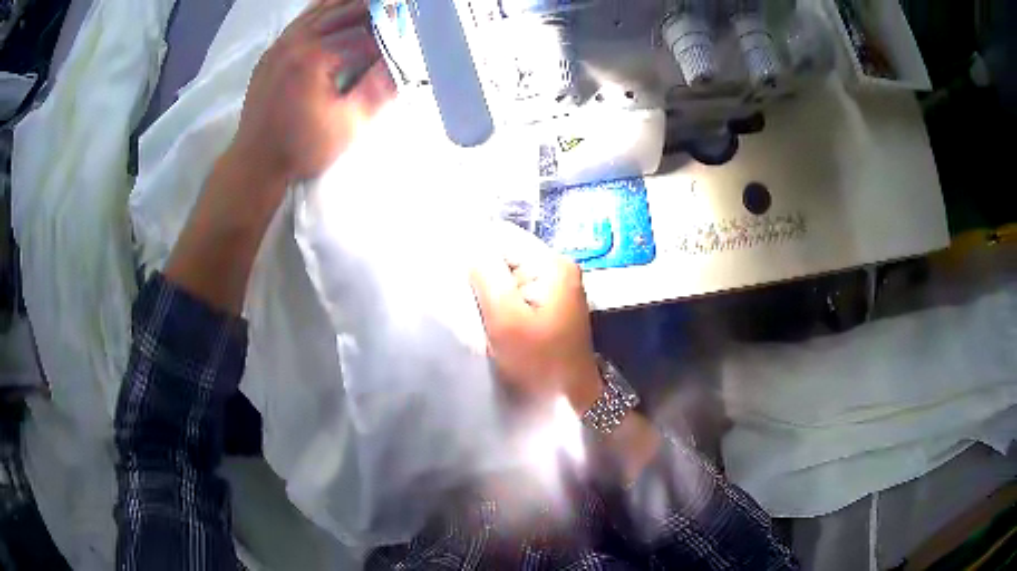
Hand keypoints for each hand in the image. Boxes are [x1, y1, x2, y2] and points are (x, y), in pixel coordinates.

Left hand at [232, 0, 394, 185]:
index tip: (407, 29)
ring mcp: (279, 46)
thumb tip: (403, 64)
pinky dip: (320, 11)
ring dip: (346, 4)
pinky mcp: (271, 54)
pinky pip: (299, 21)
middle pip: (341, 11)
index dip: (388, 30)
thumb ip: (377, 90)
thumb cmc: (300, 148)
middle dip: (370, 8)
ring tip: (369, 4)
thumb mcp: (346, 125)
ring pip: (318, 11)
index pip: (362, 33)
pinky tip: (333, 9)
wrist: (254, 163)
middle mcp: (295, 43)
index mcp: (314, 57)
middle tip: (393, 8)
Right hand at [470, 223, 602, 411]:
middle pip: (506, 254)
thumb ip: (486, 275)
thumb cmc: (539, 361)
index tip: (458, 280)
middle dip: (484, 276)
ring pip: (509, 273)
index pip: (502, 237)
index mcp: (552, 264)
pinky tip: (496, 321)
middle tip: (471, 304)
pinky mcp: (552, 301)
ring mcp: (557, 284)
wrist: (570, 397)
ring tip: (483, 315)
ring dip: (492, 291)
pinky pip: (518, 290)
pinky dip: (503, 302)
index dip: (475, 253)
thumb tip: (468, 242)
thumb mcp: (506, 318)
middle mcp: (558, 266)